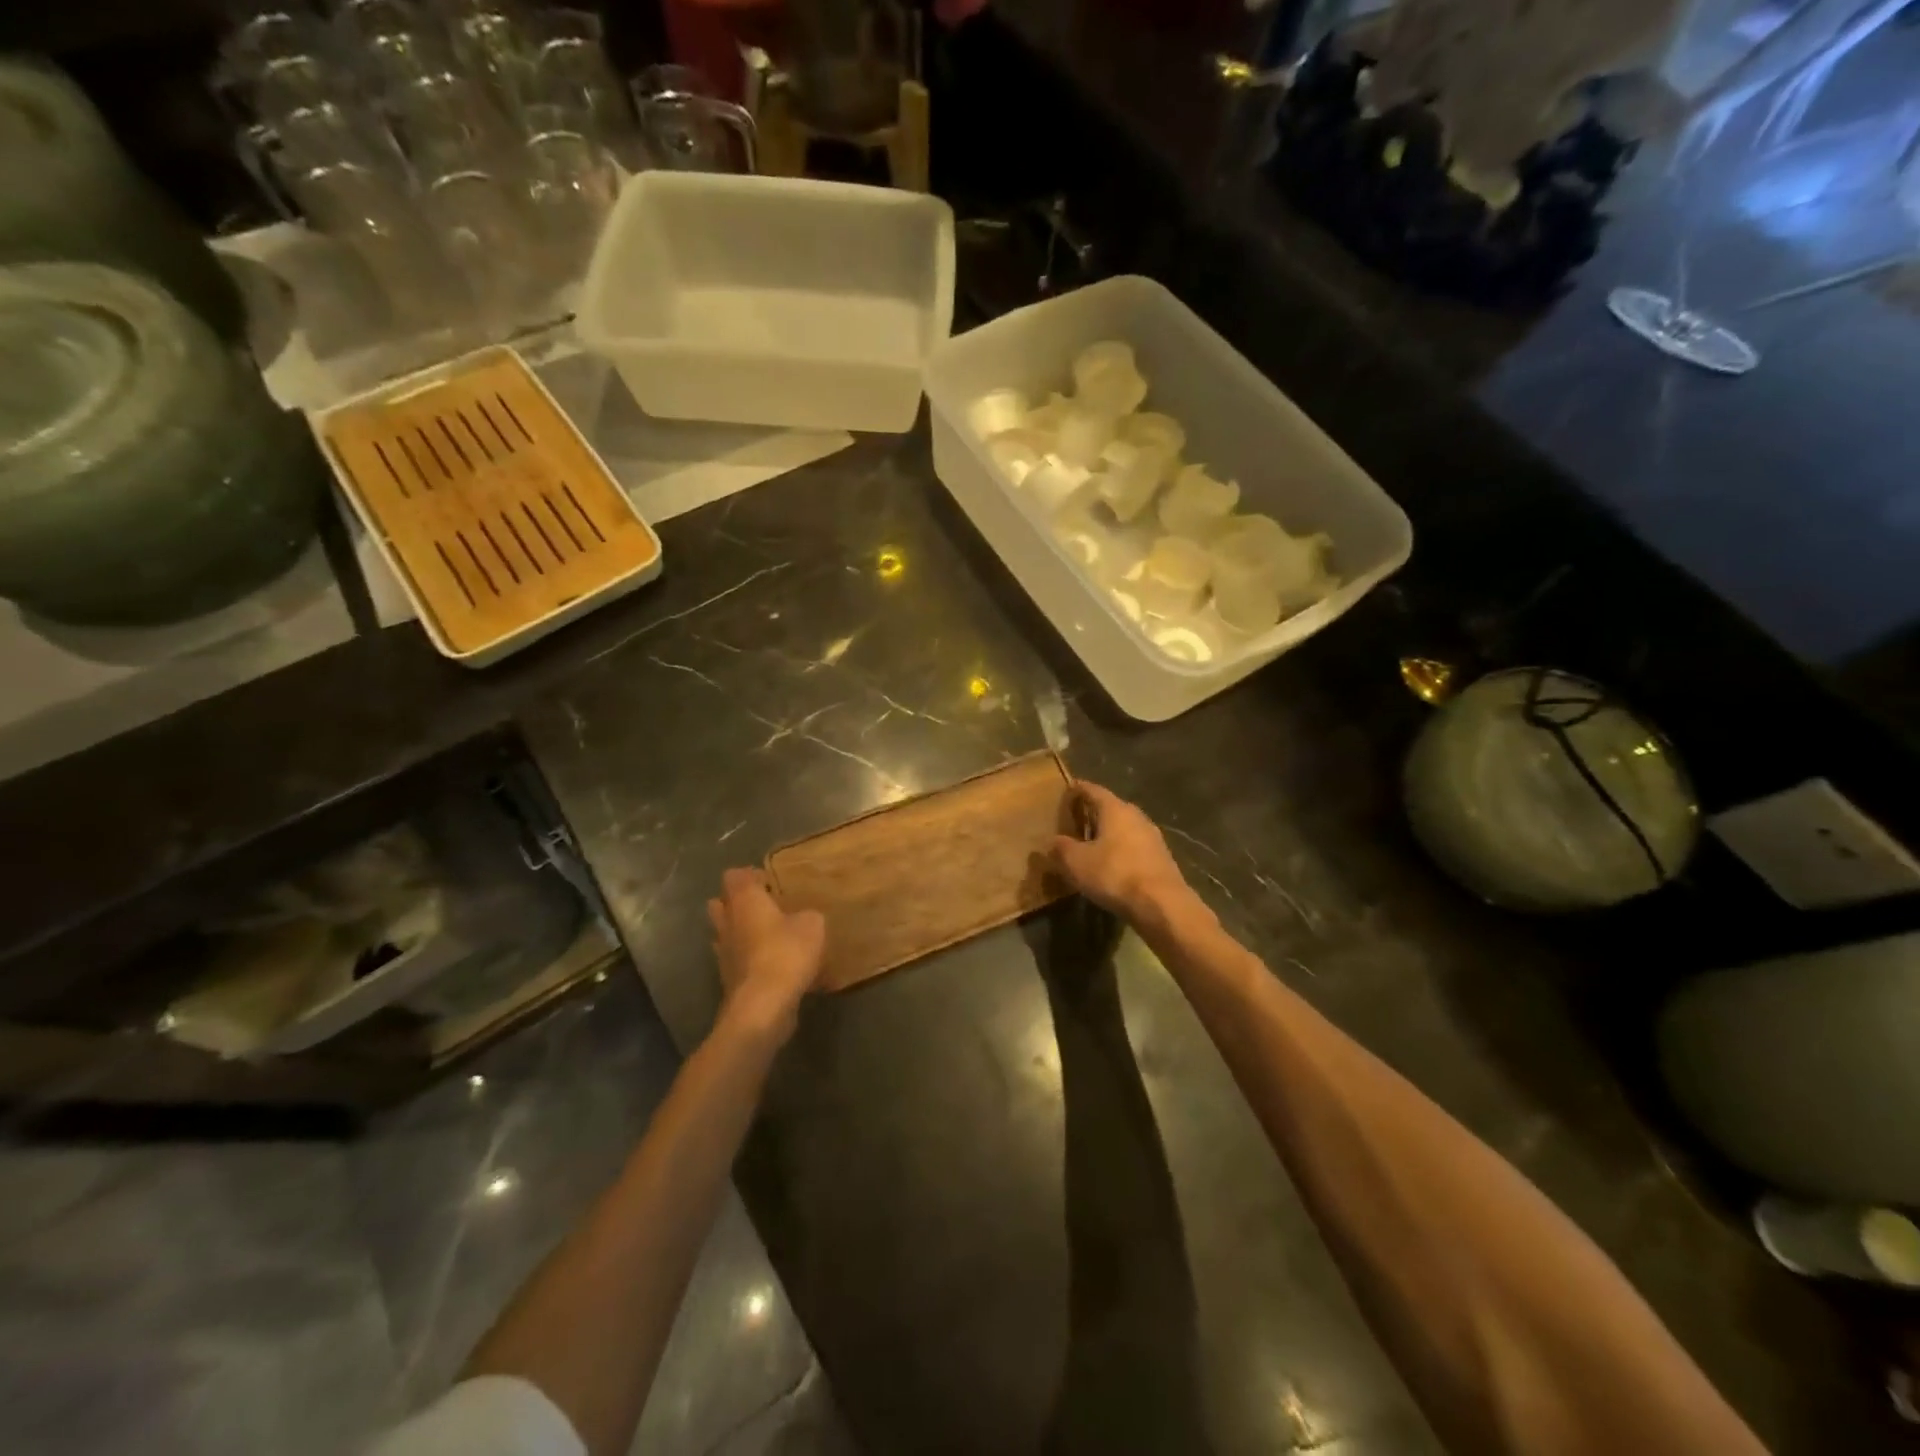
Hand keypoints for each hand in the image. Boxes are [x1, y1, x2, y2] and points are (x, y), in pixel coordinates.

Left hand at [708, 868, 824, 1043]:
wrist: (763, 1007)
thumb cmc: (786, 953)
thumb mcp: (812, 925)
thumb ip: (807, 915)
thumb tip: (803, 918)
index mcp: (744, 901)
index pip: (734, 876)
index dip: (750, 875)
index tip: (771, 882)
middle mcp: (728, 923)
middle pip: (721, 904)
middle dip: (740, 904)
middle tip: (768, 907)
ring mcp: (724, 954)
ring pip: (727, 934)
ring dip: (744, 933)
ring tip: (773, 937)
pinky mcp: (729, 980)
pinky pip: (739, 962)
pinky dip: (753, 961)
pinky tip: (778, 968)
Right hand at [1049, 781, 1188, 919]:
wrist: (1162, 904)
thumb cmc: (1114, 874)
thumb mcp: (1076, 862)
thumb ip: (1061, 848)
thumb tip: (1053, 842)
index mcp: (1115, 809)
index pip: (1092, 790)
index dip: (1077, 790)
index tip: (1065, 792)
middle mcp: (1136, 816)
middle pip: (1110, 808)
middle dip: (1092, 814)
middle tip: (1074, 822)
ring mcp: (1152, 837)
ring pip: (1124, 829)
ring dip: (1108, 834)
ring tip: (1091, 846)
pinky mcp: (1161, 858)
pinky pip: (1134, 847)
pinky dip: (1120, 851)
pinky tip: (1111, 866)